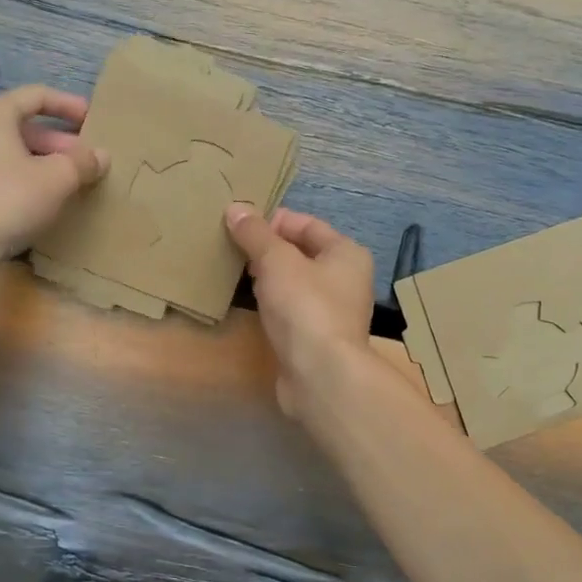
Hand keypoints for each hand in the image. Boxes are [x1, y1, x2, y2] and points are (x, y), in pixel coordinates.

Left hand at [0, 85, 107, 267]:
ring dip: (46, 165)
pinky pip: (2, 177)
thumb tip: (100, 156)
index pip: (37, 96)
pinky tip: (47, 204)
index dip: (69, 105)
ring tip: (74, 184)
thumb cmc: (7, 199)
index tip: (94, 119)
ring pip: (14, 155)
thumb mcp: (57, 178)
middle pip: (25, 127)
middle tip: (89, 160)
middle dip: (61, 143)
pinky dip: (27, 182)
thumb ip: (82, 162)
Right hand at [225, 204, 374, 420]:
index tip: (241, 225)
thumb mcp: (276, 261)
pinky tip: (252, 304)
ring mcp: (333, 311)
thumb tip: (235, 208)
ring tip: (237, 272)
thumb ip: (255, 233)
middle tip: (234, 248)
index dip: (274, 221)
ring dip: (269, 277)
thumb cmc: (305, 307)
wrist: (320, 374)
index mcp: (346, 253)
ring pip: (295, 283)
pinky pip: (291, 309)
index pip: (308, 224)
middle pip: (302, 253)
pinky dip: (273, 303)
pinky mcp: (317, 338)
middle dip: (269, 249)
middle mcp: (346, 279)